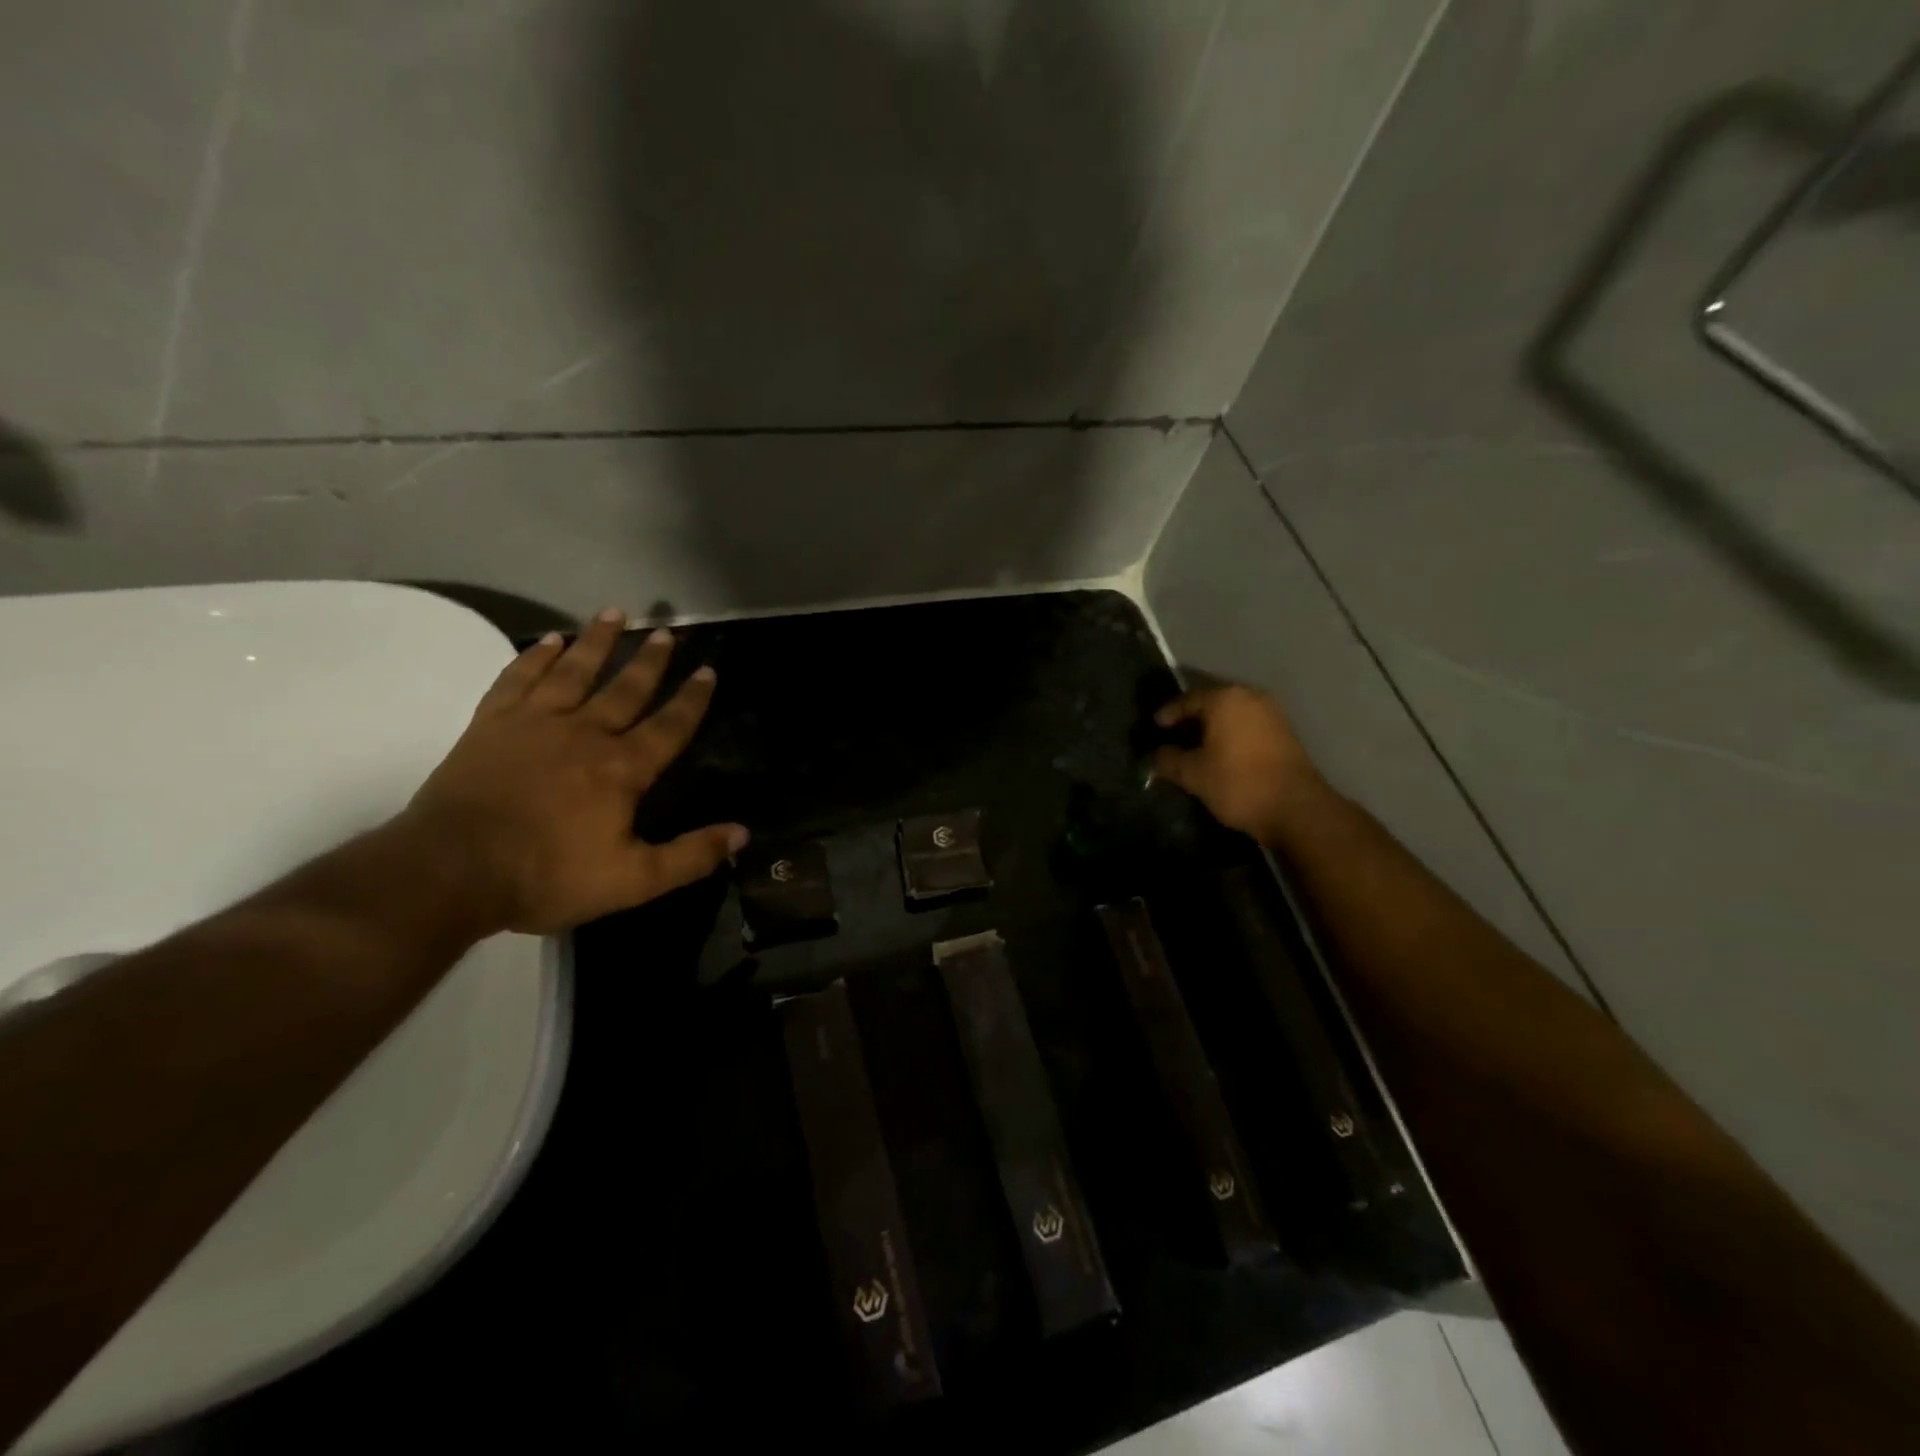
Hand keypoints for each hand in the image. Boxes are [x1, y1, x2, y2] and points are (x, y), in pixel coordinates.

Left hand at [400, 608, 747, 934]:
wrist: (449, 872)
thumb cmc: (546, 876)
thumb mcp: (632, 881)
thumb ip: (689, 856)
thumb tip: (741, 834)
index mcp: (621, 769)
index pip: (669, 726)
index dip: (692, 699)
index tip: (708, 670)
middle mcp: (584, 734)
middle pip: (625, 689)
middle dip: (649, 661)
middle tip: (667, 631)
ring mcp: (535, 724)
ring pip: (574, 672)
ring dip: (597, 641)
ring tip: (614, 613)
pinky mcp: (492, 725)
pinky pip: (519, 678)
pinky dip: (535, 657)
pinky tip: (550, 640)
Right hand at [1151, 683, 1328, 842]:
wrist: (1296, 808)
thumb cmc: (1237, 783)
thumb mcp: (1193, 774)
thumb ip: (1168, 760)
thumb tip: (1155, 755)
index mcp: (1224, 699)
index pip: (1186, 700)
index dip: (1167, 714)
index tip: (1154, 728)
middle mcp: (1250, 697)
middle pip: (1210, 703)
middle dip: (1190, 719)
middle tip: (1171, 736)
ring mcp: (1271, 713)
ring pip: (1231, 714)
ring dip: (1211, 727)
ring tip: (1194, 747)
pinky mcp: (1284, 732)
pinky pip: (1247, 725)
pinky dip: (1230, 735)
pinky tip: (1220, 753)